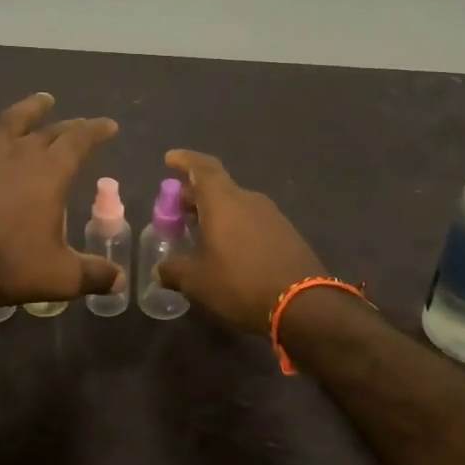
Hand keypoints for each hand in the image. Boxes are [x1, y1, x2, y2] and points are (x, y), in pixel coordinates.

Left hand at [0, 92, 120, 305]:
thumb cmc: (7, 262)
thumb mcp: (59, 277)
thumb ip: (93, 275)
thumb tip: (119, 280)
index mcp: (51, 173)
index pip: (80, 140)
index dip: (96, 130)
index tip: (108, 125)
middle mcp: (20, 155)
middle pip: (49, 130)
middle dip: (69, 125)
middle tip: (80, 124)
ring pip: (9, 121)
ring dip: (28, 109)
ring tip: (41, 100)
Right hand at [154, 149, 327, 333]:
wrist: (305, 305)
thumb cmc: (241, 283)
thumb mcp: (198, 281)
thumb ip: (174, 270)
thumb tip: (159, 270)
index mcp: (224, 201)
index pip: (202, 168)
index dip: (185, 160)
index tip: (170, 159)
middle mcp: (249, 200)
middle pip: (218, 188)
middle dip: (196, 195)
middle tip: (178, 209)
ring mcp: (272, 216)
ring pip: (236, 205)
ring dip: (216, 213)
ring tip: (201, 232)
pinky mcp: (287, 235)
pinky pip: (253, 222)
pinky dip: (235, 227)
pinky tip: (229, 250)